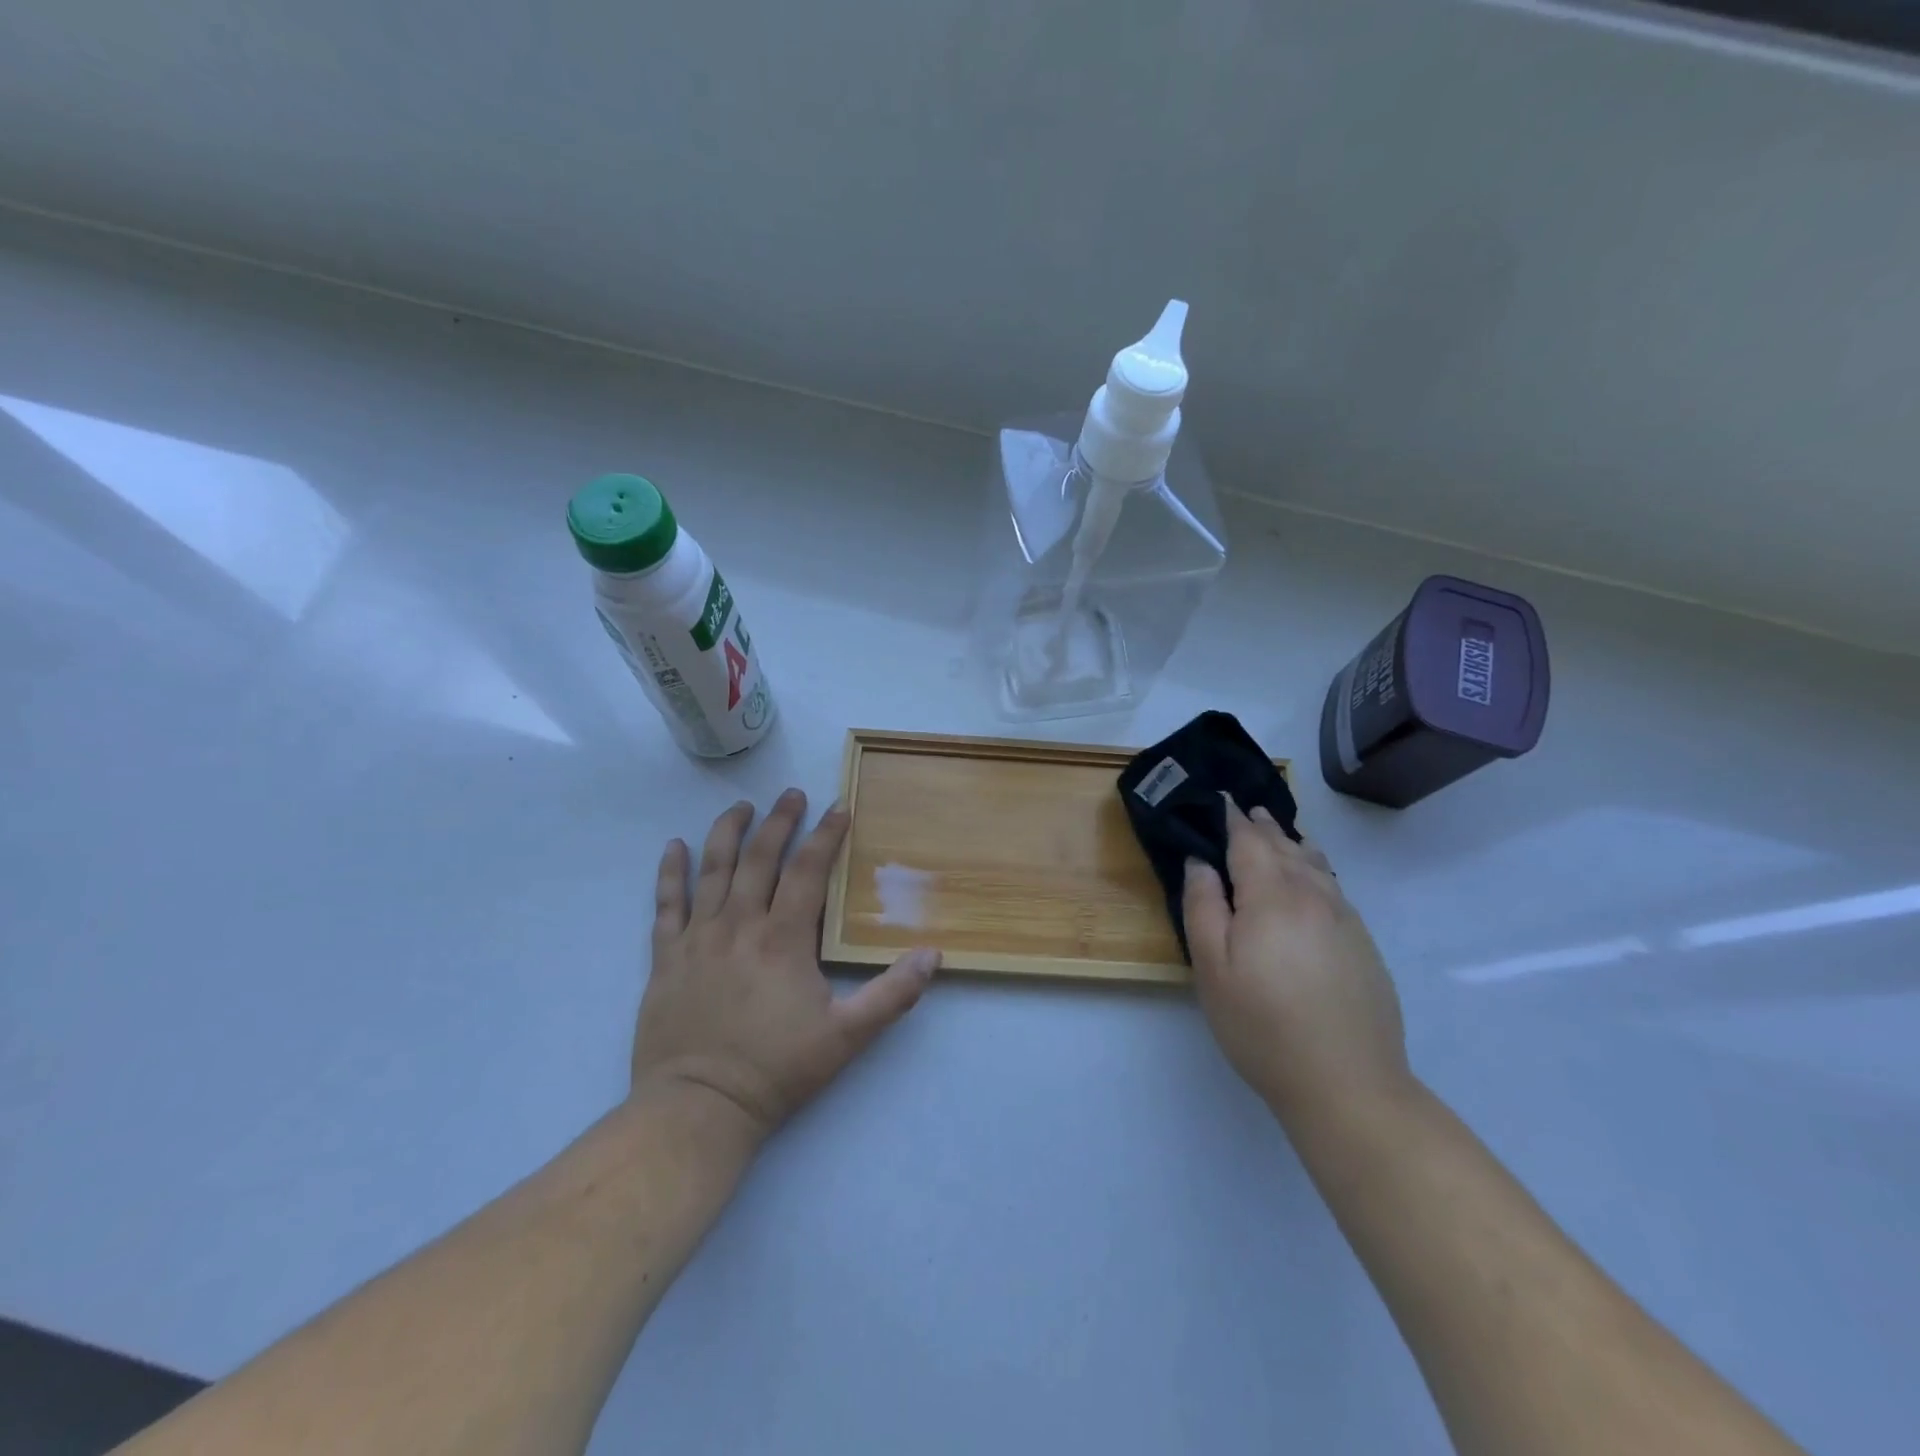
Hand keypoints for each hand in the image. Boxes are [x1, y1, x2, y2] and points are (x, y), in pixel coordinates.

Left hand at [631, 790, 938, 1143]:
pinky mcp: (666, 957)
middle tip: (792, 794)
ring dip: (728, 832)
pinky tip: (673, 846)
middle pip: (760, 858)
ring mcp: (698, 938)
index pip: (808, 872)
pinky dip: (669, 872)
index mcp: (783, 939)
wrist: (698, 1107)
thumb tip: (933, 955)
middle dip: (779, 821)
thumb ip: (892, 995)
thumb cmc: (775, 1070)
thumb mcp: (847, 1037)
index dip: (825, 835)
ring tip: (741, 806)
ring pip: (713, 870)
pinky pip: (666, 904)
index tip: (838, 807)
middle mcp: (739, 925)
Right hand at [1182, 800, 1408, 1124]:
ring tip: (1280, 833)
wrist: (1348, 1084)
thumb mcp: (1212, 968)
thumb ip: (1203, 907)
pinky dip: (1317, 870)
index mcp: (1272, 896)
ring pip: (1316, 866)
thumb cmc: (1263, 1025)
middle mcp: (1313, 897)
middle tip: (1247, 810)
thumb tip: (1201, 862)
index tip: (1221, 799)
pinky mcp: (1364, 945)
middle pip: (1286, 848)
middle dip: (1264, 827)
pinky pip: (1335, 888)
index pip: (1250, 842)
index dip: (1234, 819)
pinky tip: (1313, 877)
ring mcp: (1345, 920)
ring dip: (1293, 844)